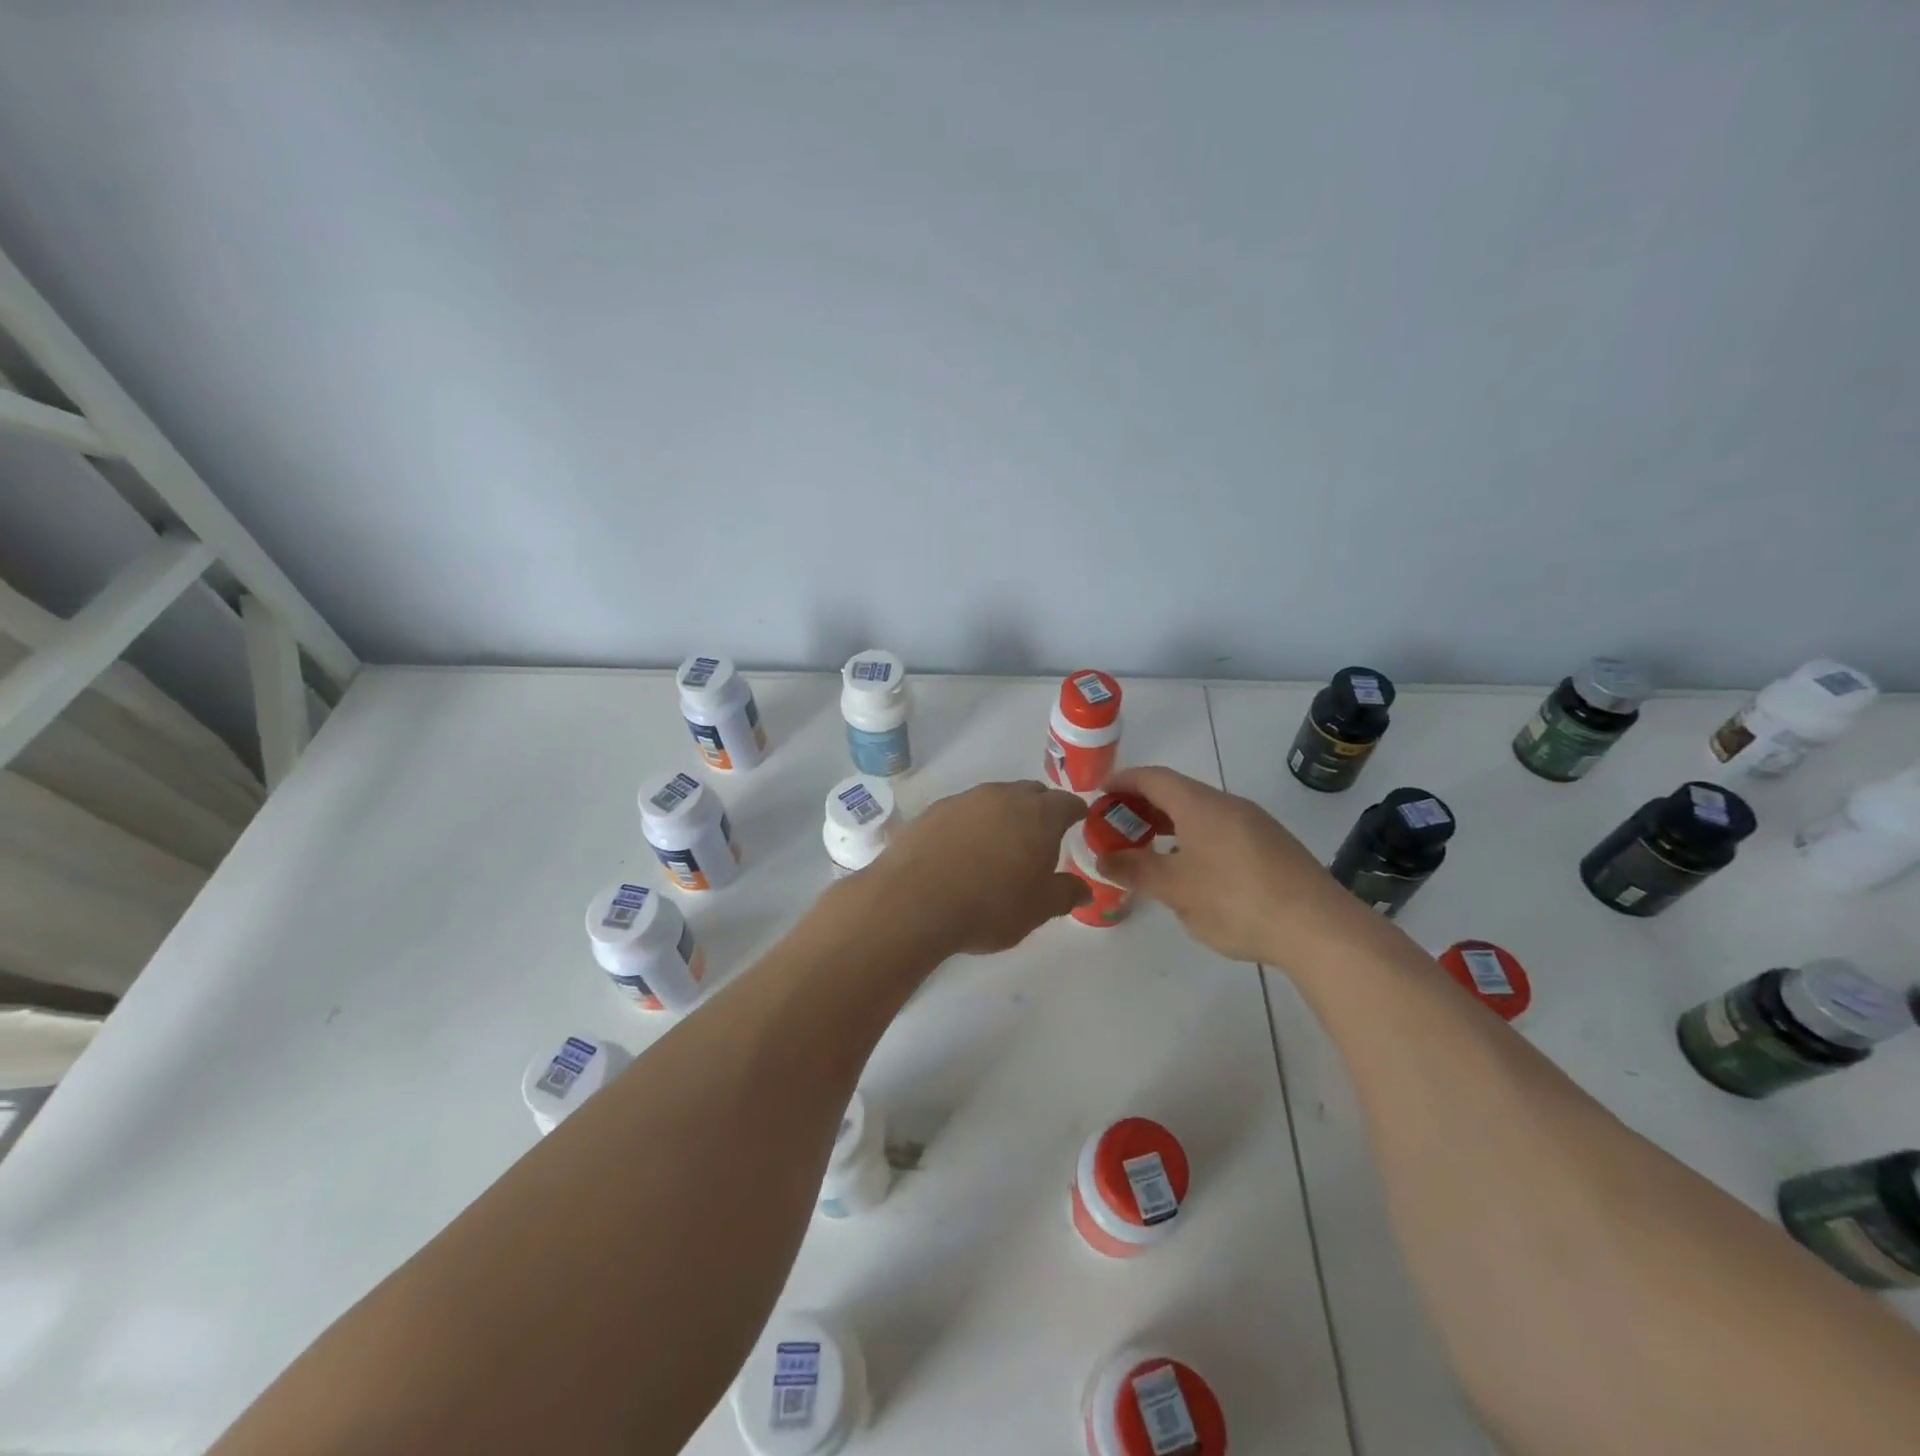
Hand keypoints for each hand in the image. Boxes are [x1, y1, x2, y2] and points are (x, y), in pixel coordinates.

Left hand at [871, 780, 1091, 955]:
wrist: (914, 901)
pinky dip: (970, 826)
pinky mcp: (933, 810)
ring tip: (997, 848)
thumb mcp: (1038, 910)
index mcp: (1039, 815)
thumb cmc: (990, 906)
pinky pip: (963, 812)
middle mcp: (1004, 796)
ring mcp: (965, 799)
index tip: (1077, 825)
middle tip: (1038, 840)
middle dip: (1039, 811)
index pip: (1067, 803)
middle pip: (1031, 794)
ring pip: (994, 800)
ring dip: (1002, 817)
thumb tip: (1083, 887)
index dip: (1075, 814)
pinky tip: (961, 852)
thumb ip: (1065, 893)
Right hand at [1093, 766, 1370, 964]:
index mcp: (1200, 805)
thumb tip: (1102, 859)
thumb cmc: (1236, 901)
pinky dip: (1195, 839)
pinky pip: (1222, 831)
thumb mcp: (1175, 890)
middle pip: (1178, 792)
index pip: (1153, 778)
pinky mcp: (1274, 847)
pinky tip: (1194, 872)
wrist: (1319, 927)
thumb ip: (1135, 871)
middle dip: (1143, 806)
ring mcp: (1256, 824)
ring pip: (1202, 814)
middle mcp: (1228, 804)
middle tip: (1117, 827)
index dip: (1123, 781)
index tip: (1099, 794)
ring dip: (1170, 825)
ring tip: (1150, 851)